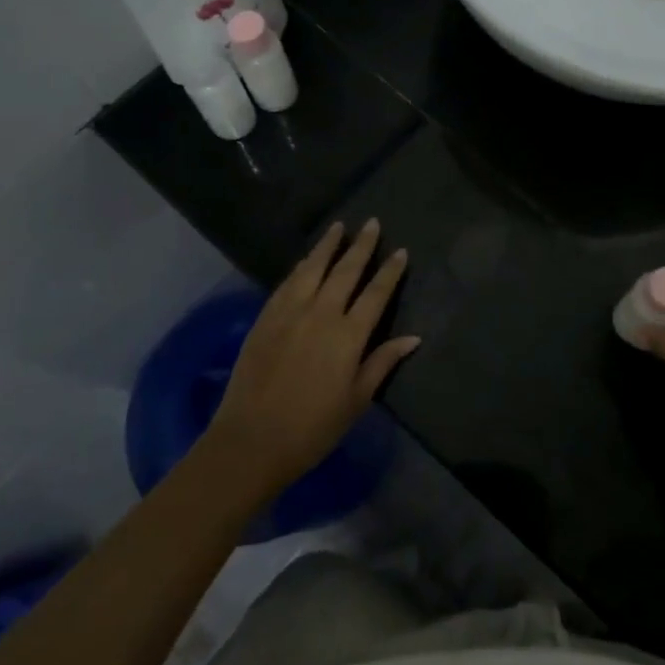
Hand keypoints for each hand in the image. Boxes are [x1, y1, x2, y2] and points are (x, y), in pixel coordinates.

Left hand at [201, 220, 419, 506]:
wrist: (251, 441)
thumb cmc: (312, 428)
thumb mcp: (356, 400)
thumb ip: (382, 363)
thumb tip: (413, 337)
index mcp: (349, 335)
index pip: (376, 293)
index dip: (390, 271)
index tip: (401, 251)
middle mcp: (321, 314)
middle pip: (345, 271)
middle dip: (361, 246)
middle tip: (372, 223)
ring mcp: (290, 313)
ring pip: (313, 269)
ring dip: (327, 246)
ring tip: (338, 227)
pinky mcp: (265, 319)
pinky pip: (287, 283)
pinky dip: (301, 267)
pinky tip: (306, 260)